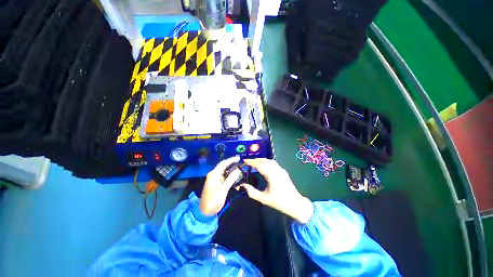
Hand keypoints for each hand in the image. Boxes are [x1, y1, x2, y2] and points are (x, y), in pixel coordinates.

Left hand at [199, 156, 241, 215]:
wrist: (206, 211)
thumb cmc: (213, 200)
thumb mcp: (223, 189)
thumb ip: (231, 179)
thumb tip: (238, 170)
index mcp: (214, 174)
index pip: (223, 164)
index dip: (231, 160)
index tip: (239, 158)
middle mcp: (215, 175)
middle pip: (224, 167)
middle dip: (233, 165)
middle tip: (242, 164)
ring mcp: (216, 179)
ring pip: (226, 173)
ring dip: (233, 172)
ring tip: (241, 170)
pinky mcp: (218, 184)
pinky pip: (226, 178)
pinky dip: (231, 178)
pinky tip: (237, 178)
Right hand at [241, 159, 313, 223]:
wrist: (295, 204)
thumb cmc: (279, 202)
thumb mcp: (264, 199)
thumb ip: (252, 192)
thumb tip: (243, 185)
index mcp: (272, 175)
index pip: (260, 165)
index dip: (251, 162)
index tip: (245, 160)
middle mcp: (277, 170)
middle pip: (265, 161)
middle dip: (256, 160)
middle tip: (248, 162)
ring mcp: (281, 170)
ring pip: (270, 161)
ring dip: (261, 160)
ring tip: (254, 163)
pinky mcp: (283, 171)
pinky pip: (273, 163)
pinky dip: (267, 162)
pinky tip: (264, 166)